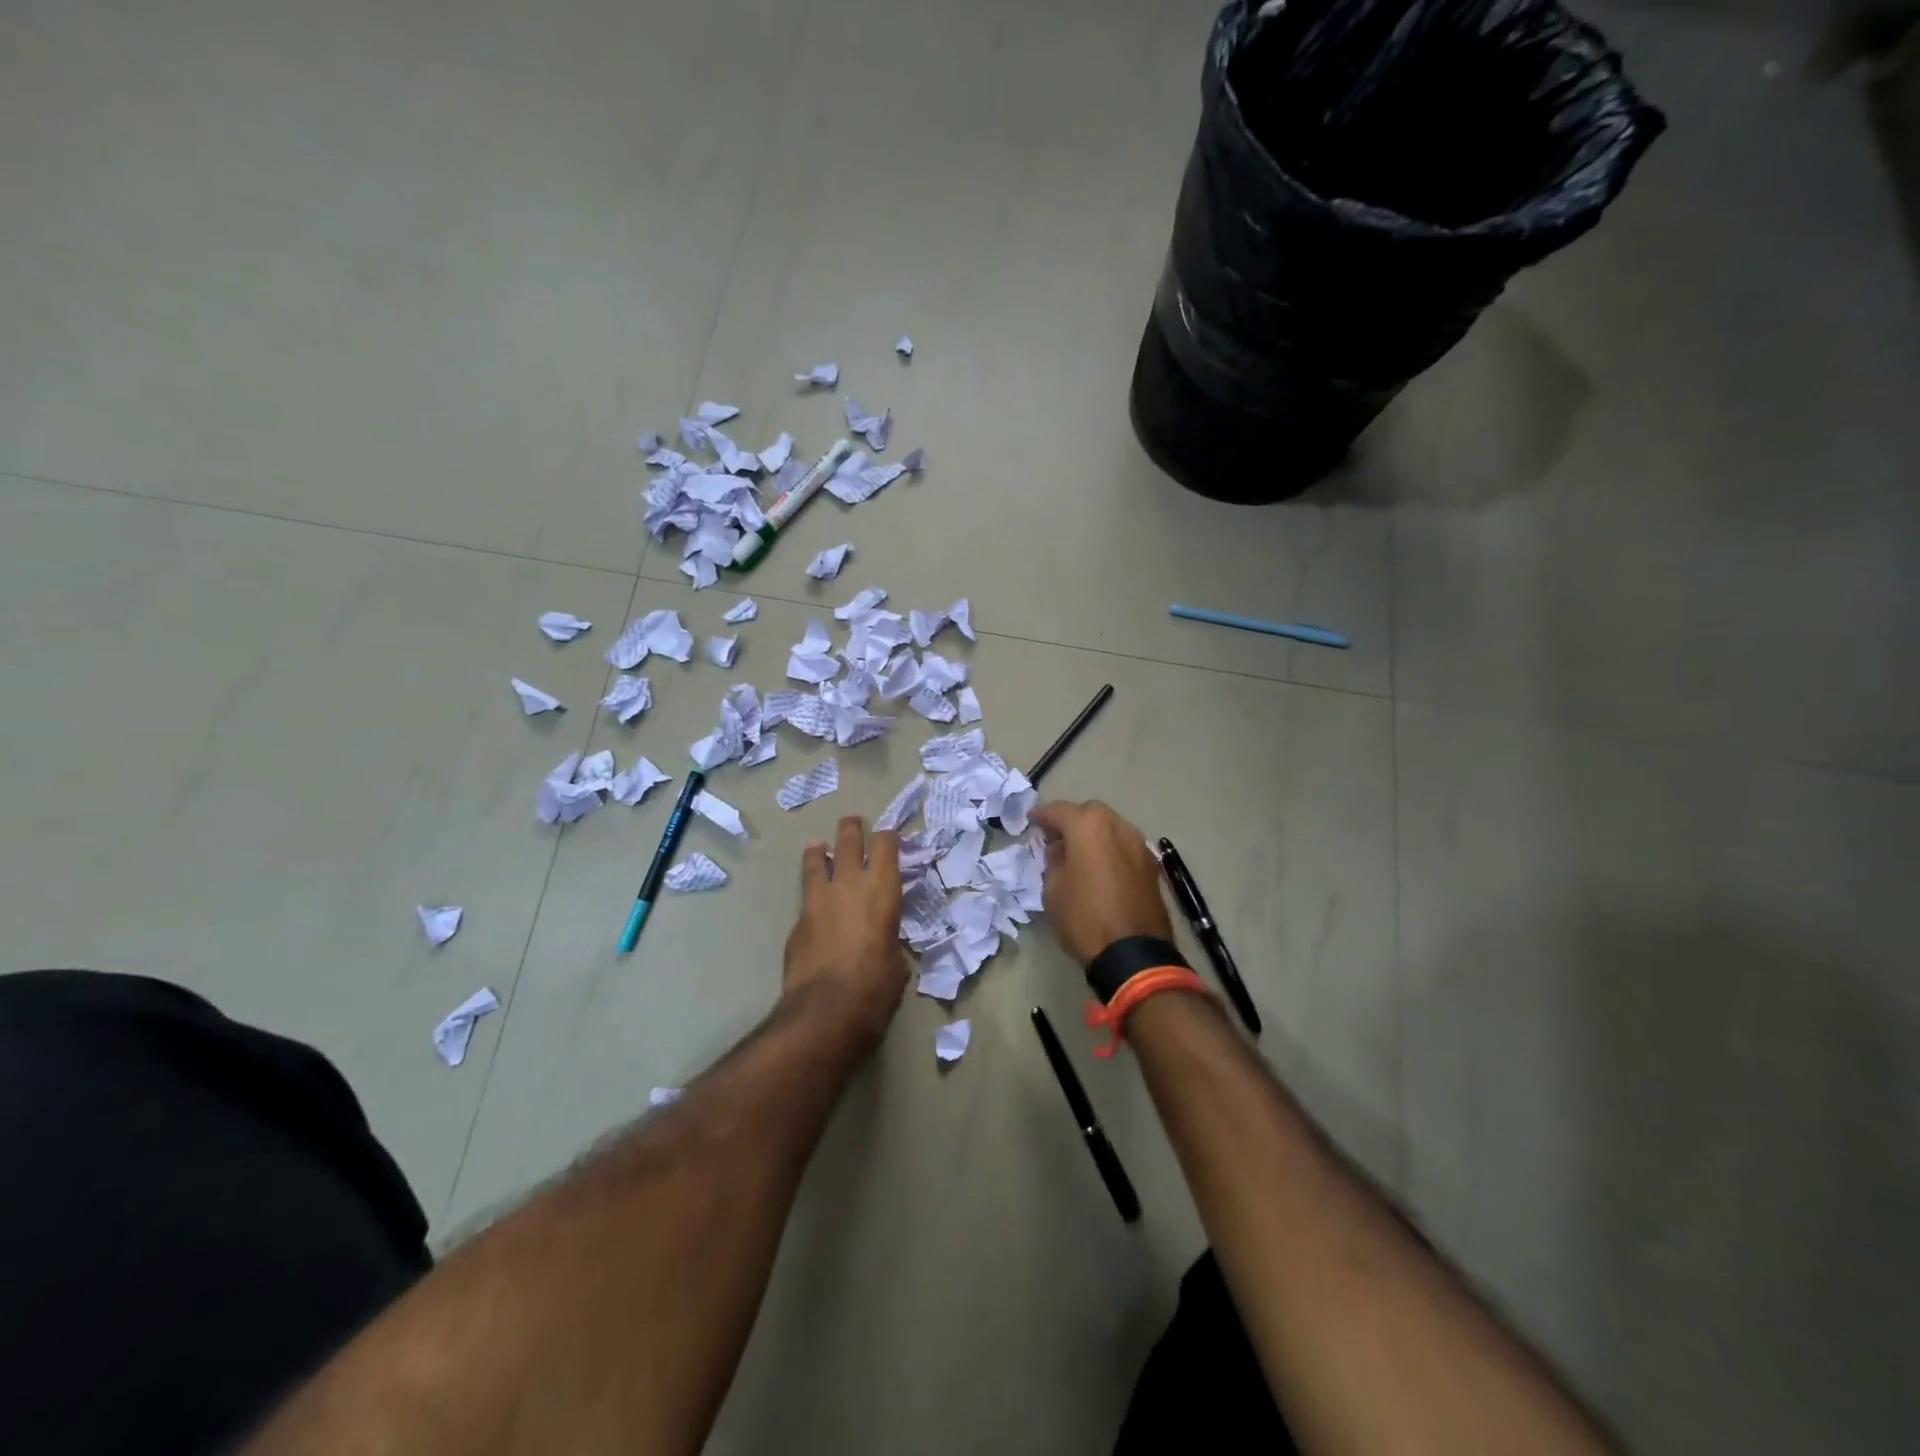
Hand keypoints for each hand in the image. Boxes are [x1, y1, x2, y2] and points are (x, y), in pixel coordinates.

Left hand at [784, 816, 907, 1047]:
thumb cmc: (876, 987)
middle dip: (852, 828)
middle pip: (849, 840)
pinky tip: (812, 904)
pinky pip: (806, 896)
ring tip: (818, 845)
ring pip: (817, 860)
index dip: (888, 837)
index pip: (887, 845)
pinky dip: (811, 893)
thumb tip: (883, 945)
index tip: (889, 836)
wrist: (826, 1010)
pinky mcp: (797, 920)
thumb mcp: (897, 962)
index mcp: (883, 889)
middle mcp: (850, 883)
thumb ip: (889, 941)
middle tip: (853, 822)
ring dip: (820, 851)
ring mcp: (818, 899)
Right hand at [1031, 800, 1173, 965]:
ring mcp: (1139, 845)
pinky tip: (1101, 867)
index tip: (1032, 821)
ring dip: (1094, 834)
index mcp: (1089, 827)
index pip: (1059, 810)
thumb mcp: (1053, 890)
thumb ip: (1054, 861)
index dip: (1042, 815)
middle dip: (1071, 820)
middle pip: (1090, 812)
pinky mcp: (1151, 866)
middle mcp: (1118, 827)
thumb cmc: (1084, 918)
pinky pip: (1125, 846)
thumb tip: (1060, 850)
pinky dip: (1110, 849)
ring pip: (1111, 827)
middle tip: (1056, 837)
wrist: (1133, 954)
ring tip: (1079, 852)